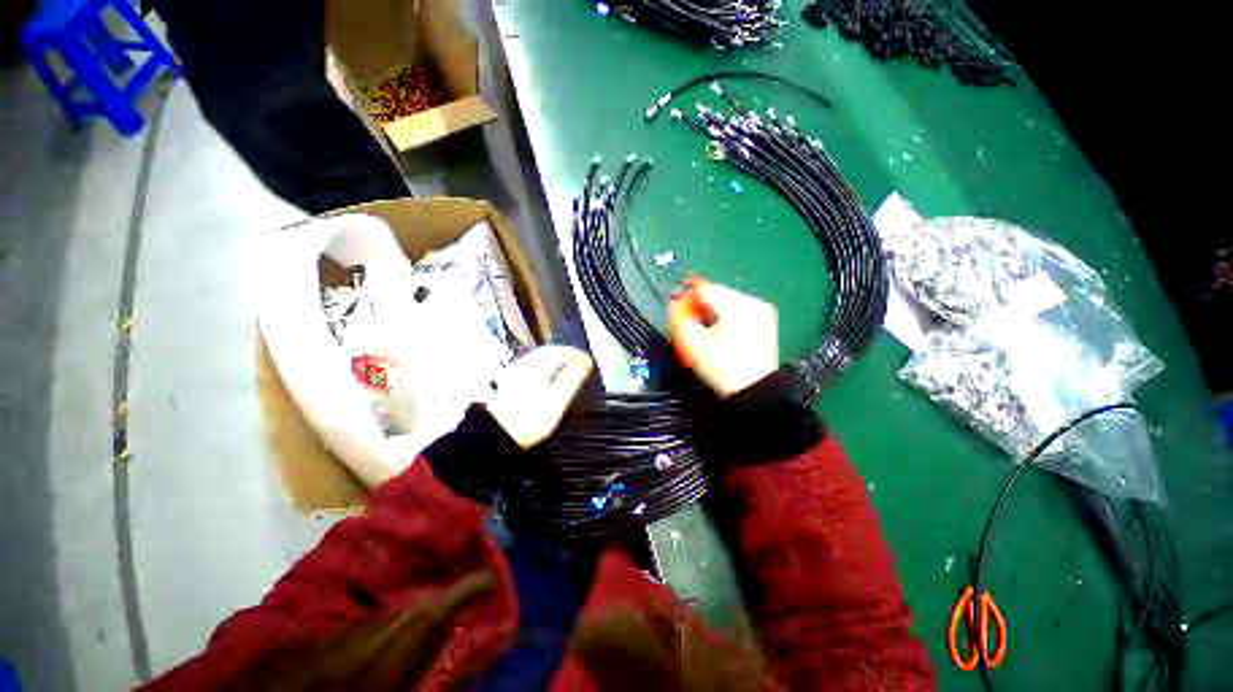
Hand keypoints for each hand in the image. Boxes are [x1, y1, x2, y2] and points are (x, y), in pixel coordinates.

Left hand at [486, 345, 592, 448]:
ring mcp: (517, 372)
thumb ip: (573, 378)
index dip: (579, 356)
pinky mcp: (511, 382)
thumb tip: (584, 363)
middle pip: (551, 351)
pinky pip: (533, 366)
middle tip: (581, 362)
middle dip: (568, 354)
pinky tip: (547, 376)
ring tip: (568, 367)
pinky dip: (546, 366)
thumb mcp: (558, 398)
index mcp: (540, 365)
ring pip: (541, 357)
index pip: (564, 351)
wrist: (497, 434)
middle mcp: (527, 363)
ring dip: (557, 359)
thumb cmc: (528, 419)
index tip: (589, 363)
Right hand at [668, 281, 778, 397]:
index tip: (679, 311)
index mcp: (736, 306)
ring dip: (715, 312)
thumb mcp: (692, 345)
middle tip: (694, 326)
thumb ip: (678, 319)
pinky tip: (725, 334)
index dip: (687, 297)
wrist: (754, 391)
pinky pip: (740, 310)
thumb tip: (675, 303)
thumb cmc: (721, 369)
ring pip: (728, 301)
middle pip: (717, 294)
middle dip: (702, 307)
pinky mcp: (767, 320)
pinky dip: (728, 317)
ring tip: (710, 332)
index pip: (704, 288)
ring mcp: (763, 310)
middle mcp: (752, 301)